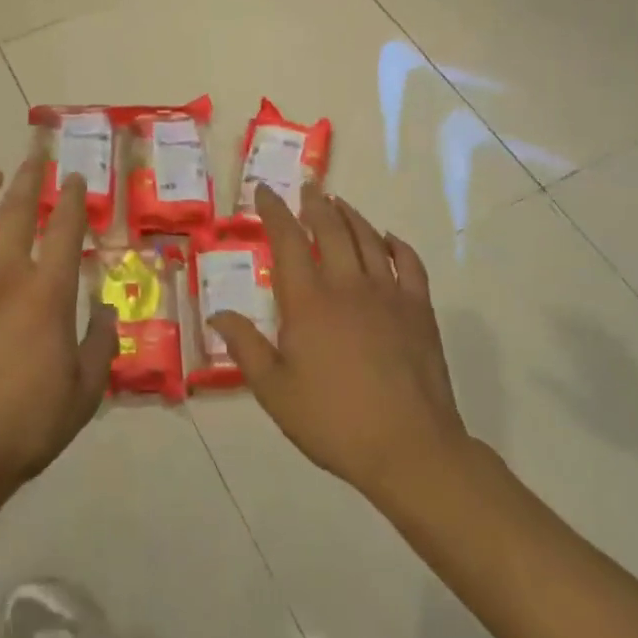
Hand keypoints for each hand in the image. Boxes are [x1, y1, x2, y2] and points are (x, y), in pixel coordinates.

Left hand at [0, 161, 117, 520]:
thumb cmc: (23, 427)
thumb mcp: (83, 395)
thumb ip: (101, 346)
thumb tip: (109, 309)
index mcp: (47, 296)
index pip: (65, 231)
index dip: (72, 200)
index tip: (74, 179)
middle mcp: (4, 275)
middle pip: (18, 212)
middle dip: (29, 180)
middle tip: (34, 157)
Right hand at [208, 185, 469, 506]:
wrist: (409, 448)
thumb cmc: (332, 420)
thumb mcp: (274, 390)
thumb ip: (245, 346)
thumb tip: (218, 313)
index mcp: (307, 302)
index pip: (286, 241)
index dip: (274, 211)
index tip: (266, 191)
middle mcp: (347, 285)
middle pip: (330, 229)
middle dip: (315, 204)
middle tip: (308, 189)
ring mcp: (388, 295)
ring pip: (368, 239)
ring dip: (351, 216)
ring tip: (339, 204)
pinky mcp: (419, 310)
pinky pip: (410, 264)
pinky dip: (397, 245)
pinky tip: (389, 239)